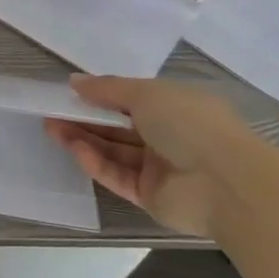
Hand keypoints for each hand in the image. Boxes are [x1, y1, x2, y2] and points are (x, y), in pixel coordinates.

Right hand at [44, 76, 265, 238]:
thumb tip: (75, 82)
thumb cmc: (190, 124)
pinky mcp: (150, 195)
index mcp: (175, 108)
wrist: (228, 185)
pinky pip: (117, 176)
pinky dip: (96, 163)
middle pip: (117, 127)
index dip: (100, 96)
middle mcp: (168, 137)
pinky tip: (75, 150)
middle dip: (84, 118)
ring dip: (83, 139)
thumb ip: (107, 89)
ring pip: (113, 151)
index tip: (69, 93)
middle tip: (50, 111)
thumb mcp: (146, 93)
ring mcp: (159, 168)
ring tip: (51, 128)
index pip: (131, 100)